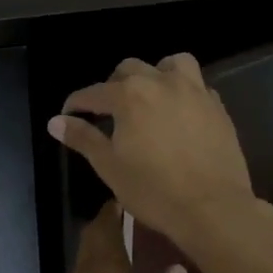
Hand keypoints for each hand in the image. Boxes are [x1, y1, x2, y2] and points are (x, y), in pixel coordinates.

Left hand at [44, 204, 187, 272]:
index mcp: (108, 268)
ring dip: (107, 242)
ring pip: (89, 252)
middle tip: (144, 219)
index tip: (142, 197)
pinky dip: (102, 264)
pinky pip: (87, 272)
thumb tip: (177, 268)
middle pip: (95, 232)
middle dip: (114, 220)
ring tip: (139, 243)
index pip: (108, 219)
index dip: (121, 205)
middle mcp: (87, 271)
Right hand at [46, 54, 255, 247]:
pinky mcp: (217, 105)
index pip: (93, 93)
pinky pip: (197, 85)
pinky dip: (183, 91)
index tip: (68, 115)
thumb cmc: (154, 190)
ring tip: (149, 97)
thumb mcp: (109, 167)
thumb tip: (55, 121)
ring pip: (170, 64)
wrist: (213, 208)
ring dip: (155, 74)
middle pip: (129, 69)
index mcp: (129, 95)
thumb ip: (83, 138)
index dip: (77, 103)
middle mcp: (160, 82)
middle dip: (113, 86)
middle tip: (109, 111)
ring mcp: (194, 90)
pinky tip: (180, 113)